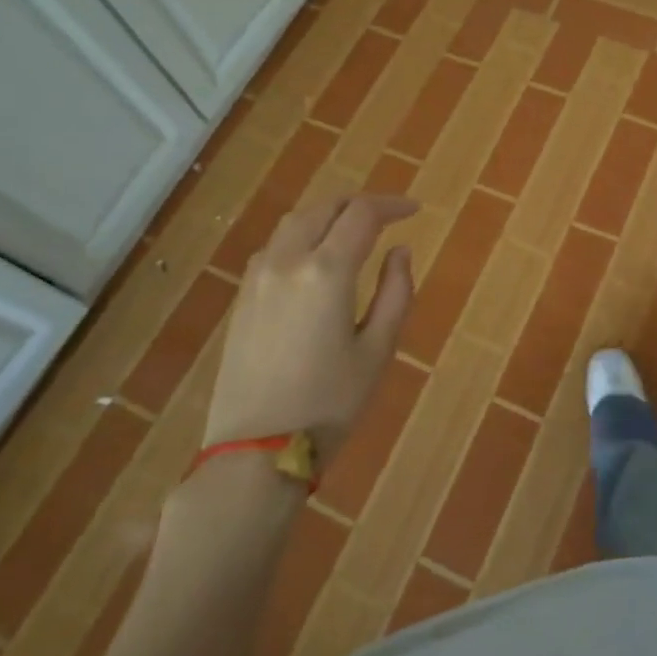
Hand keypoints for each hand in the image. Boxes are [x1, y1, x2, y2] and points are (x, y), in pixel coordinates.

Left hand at [203, 193, 416, 459]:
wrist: (255, 452)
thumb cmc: (329, 404)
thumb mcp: (378, 350)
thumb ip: (395, 292)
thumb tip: (400, 251)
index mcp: (326, 271)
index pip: (362, 214)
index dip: (392, 205)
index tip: (414, 210)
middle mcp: (287, 261)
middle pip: (324, 207)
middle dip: (359, 203)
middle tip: (387, 215)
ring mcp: (257, 278)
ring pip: (294, 222)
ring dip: (327, 214)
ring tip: (352, 229)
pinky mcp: (242, 298)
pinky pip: (274, 246)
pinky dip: (301, 235)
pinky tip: (315, 257)